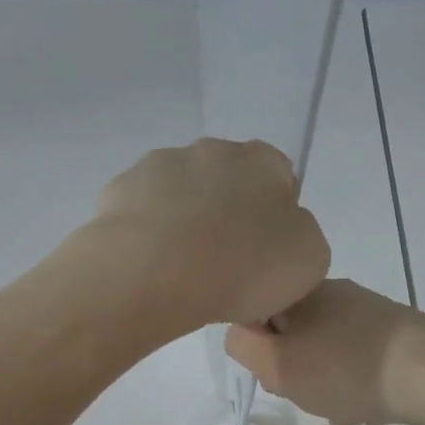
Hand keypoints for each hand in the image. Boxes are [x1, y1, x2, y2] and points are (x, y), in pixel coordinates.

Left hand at [76, 139, 330, 332]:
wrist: (155, 274)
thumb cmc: (243, 267)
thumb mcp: (307, 261)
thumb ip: (302, 238)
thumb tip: (281, 237)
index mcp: (262, 161)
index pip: (279, 178)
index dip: (274, 220)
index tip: (264, 259)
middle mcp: (210, 149)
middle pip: (225, 183)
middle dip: (225, 217)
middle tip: (222, 268)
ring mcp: (158, 166)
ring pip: (179, 195)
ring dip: (183, 223)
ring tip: (180, 274)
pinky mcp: (117, 192)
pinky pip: (140, 215)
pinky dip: (145, 236)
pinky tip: (148, 269)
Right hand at [226, 278, 424, 424]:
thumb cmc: (344, 369)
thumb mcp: (276, 362)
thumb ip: (243, 346)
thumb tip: (243, 336)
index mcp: (302, 292)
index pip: (258, 314)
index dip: (257, 348)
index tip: (272, 371)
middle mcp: (335, 295)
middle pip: (293, 339)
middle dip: (295, 373)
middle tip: (306, 393)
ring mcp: (368, 315)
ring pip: (326, 357)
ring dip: (325, 388)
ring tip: (342, 408)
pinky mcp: (395, 337)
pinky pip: (357, 366)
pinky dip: (354, 389)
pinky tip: (366, 408)